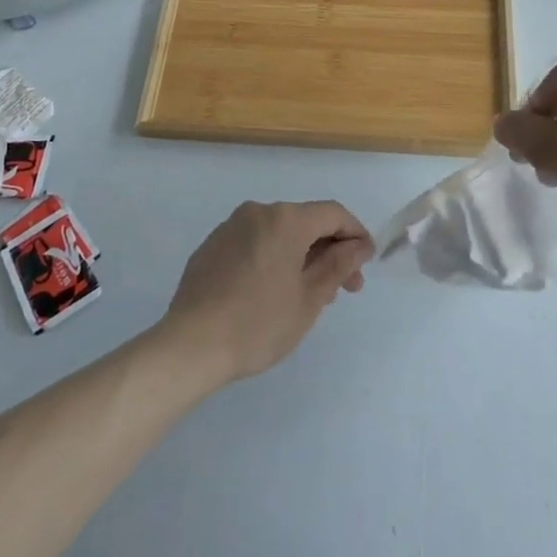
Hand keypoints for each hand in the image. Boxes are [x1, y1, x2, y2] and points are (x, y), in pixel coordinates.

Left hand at [160, 201, 373, 384]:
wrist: (191, 344)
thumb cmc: (258, 323)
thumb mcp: (309, 299)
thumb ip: (338, 266)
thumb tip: (358, 245)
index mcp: (285, 219)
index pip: (333, 213)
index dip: (355, 234)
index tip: (365, 264)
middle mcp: (258, 211)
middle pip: (305, 222)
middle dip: (329, 251)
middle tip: (343, 289)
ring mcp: (231, 226)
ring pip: (278, 233)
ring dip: (300, 256)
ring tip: (308, 295)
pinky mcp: (212, 246)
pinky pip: (254, 243)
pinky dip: (272, 259)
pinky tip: (271, 292)